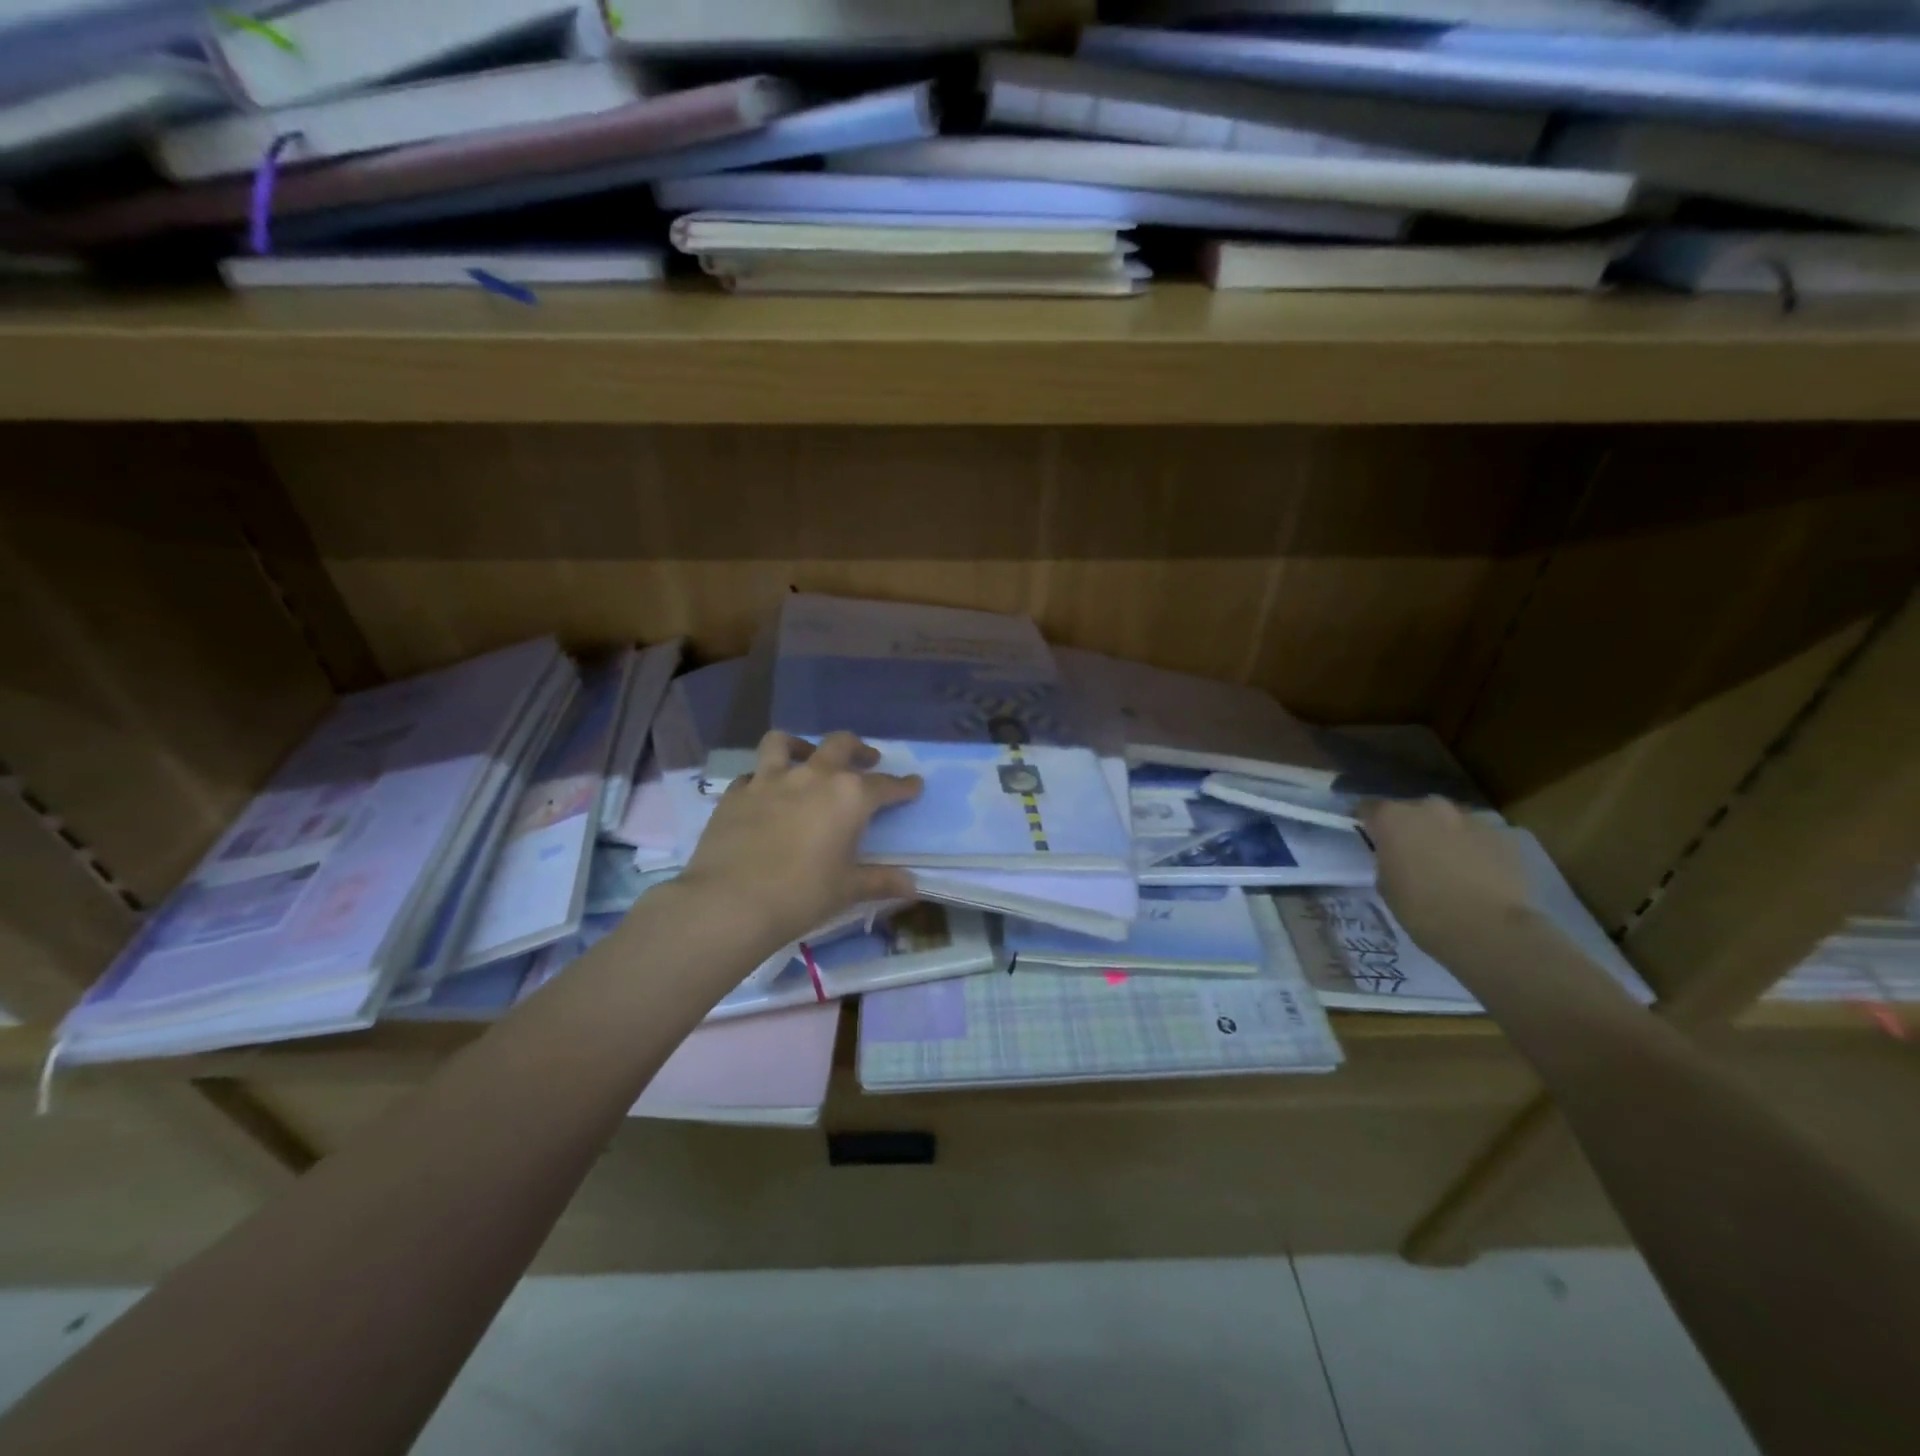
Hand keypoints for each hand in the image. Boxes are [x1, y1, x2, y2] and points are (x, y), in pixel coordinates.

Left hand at [676, 730, 922, 954]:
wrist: (730, 902)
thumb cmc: (801, 895)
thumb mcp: (848, 890)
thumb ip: (881, 881)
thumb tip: (912, 886)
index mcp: (848, 796)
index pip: (885, 785)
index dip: (903, 786)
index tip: (914, 785)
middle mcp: (812, 776)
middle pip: (840, 745)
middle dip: (859, 749)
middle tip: (867, 759)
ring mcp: (770, 780)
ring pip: (784, 743)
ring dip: (801, 745)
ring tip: (806, 757)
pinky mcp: (736, 793)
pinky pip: (752, 775)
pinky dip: (762, 779)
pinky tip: (764, 795)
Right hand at [1361, 797, 1534, 962]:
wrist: (1489, 930)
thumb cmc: (1422, 910)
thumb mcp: (1385, 885)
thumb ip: (1386, 860)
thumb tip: (1395, 856)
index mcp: (1392, 817)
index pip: (1368, 808)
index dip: (1367, 823)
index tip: (1368, 839)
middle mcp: (1429, 808)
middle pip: (1411, 810)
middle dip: (1408, 827)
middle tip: (1408, 853)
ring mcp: (1469, 819)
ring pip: (1447, 821)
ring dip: (1441, 835)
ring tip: (1444, 864)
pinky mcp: (1502, 836)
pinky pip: (1476, 837)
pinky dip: (1471, 848)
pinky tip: (1473, 873)